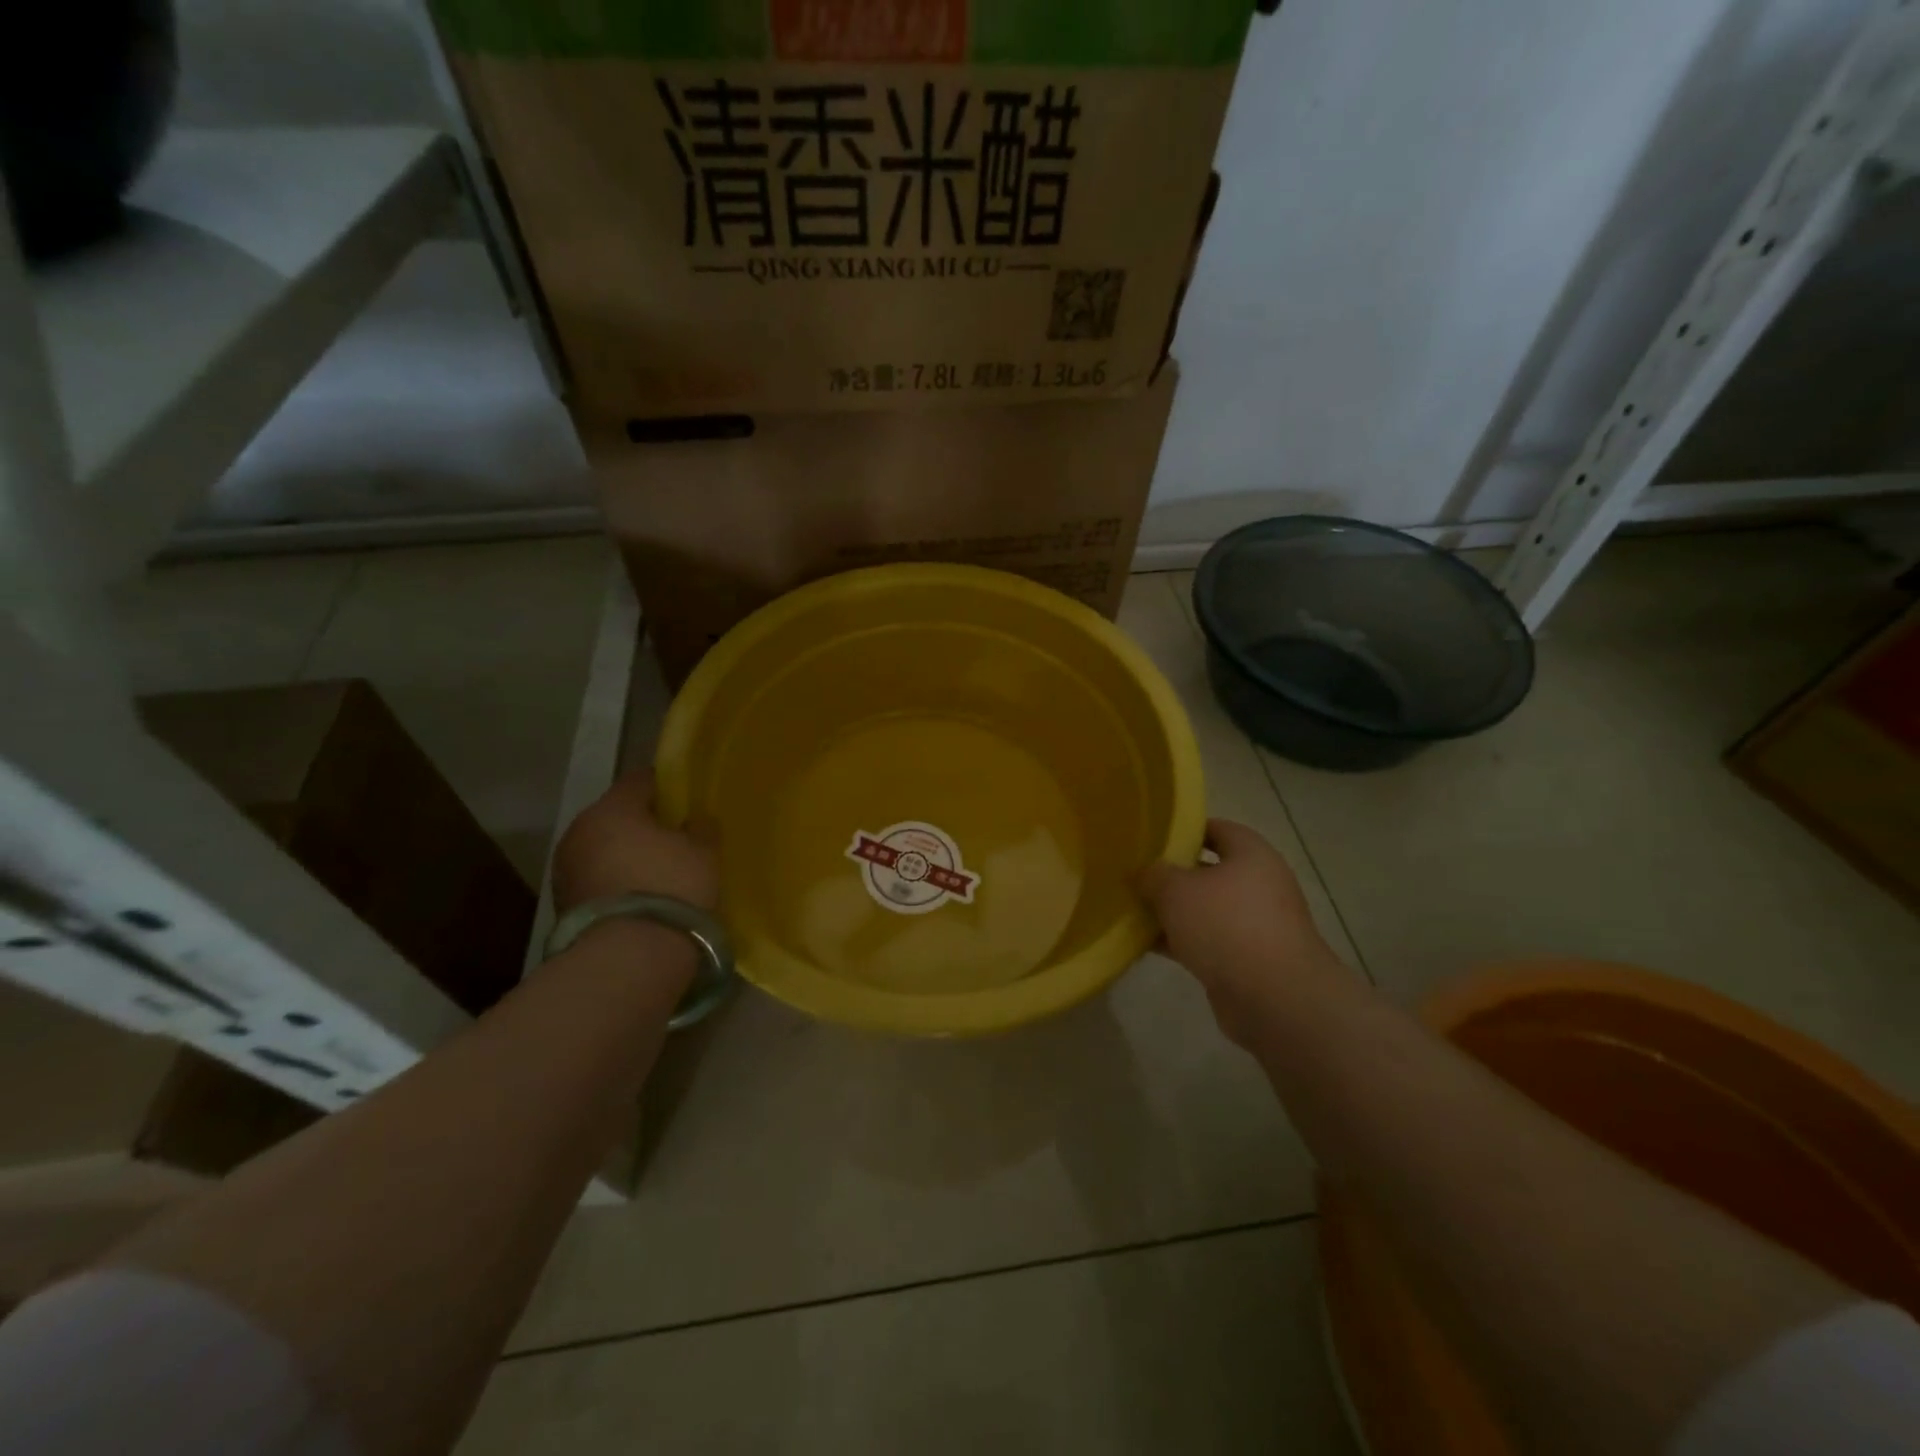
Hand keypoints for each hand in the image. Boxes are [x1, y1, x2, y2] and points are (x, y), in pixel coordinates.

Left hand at [551, 769, 717, 915]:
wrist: (627, 956)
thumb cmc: (671, 888)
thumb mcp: (704, 852)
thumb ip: (701, 828)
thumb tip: (694, 820)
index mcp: (613, 808)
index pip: (640, 780)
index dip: (665, 785)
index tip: (685, 799)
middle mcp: (580, 830)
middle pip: (616, 815)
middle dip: (642, 823)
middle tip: (673, 837)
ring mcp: (565, 868)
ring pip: (602, 848)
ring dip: (624, 854)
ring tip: (656, 871)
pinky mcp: (562, 902)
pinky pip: (595, 877)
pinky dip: (614, 880)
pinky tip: (639, 896)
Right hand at [1139, 819, 1343, 1047]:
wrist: (1275, 998)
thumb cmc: (1226, 925)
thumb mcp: (1176, 890)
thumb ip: (1153, 875)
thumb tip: (1143, 873)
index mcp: (1251, 854)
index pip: (1216, 829)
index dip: (1184, 830)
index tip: (1151, 837)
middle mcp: (1259, 884)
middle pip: (1209, 871)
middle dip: (1172, 874)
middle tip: (1135, 875)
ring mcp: (1255, 925)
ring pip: (1205, 909)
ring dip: (1173, 912)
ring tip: (1132, 909)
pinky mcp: (1247, 960)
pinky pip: (1207, 941)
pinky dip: (1180, 941)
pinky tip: (1146, 944)